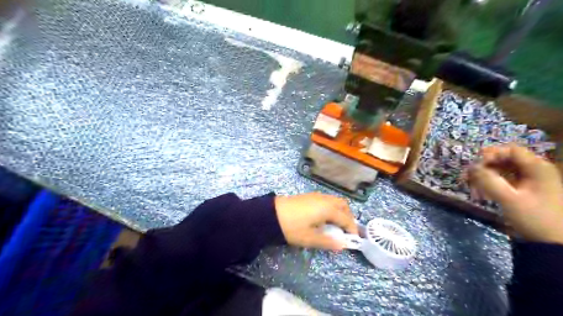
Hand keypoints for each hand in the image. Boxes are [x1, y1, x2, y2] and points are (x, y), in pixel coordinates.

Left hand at [275, 191, 357, 250]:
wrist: (271, 214)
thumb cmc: (292, 227)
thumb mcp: (309, 238)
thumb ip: (327, 242)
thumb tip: (342, 245)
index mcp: (328, 209)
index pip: (346, 219)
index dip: (352, 229)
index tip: (354, 239)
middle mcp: (325, 199)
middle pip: (343, 205)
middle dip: (348, 217)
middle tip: (346, 230)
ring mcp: (316, 196)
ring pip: (335, 201)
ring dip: (340, 211)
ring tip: (336, 224)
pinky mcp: (309, 196)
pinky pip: (327, 200)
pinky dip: (332, 207)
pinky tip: (324, 217)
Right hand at [469, 145, 562, 242]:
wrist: (554, 243)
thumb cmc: (535, 219)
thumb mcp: (509, 199)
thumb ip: (488, 180)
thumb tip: (470, 167)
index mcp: (538, 167)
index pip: (510, 150)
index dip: (491, 154)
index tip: (474, 166)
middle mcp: (536, 170)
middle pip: (505, 159)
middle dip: (485, 166)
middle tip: (468, 177)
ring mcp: (532, 180)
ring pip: (503, 169)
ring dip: (486, 176)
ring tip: (472, 186)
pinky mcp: (527, 189)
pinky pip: (506, 179)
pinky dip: (492, 183)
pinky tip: (482, 193)